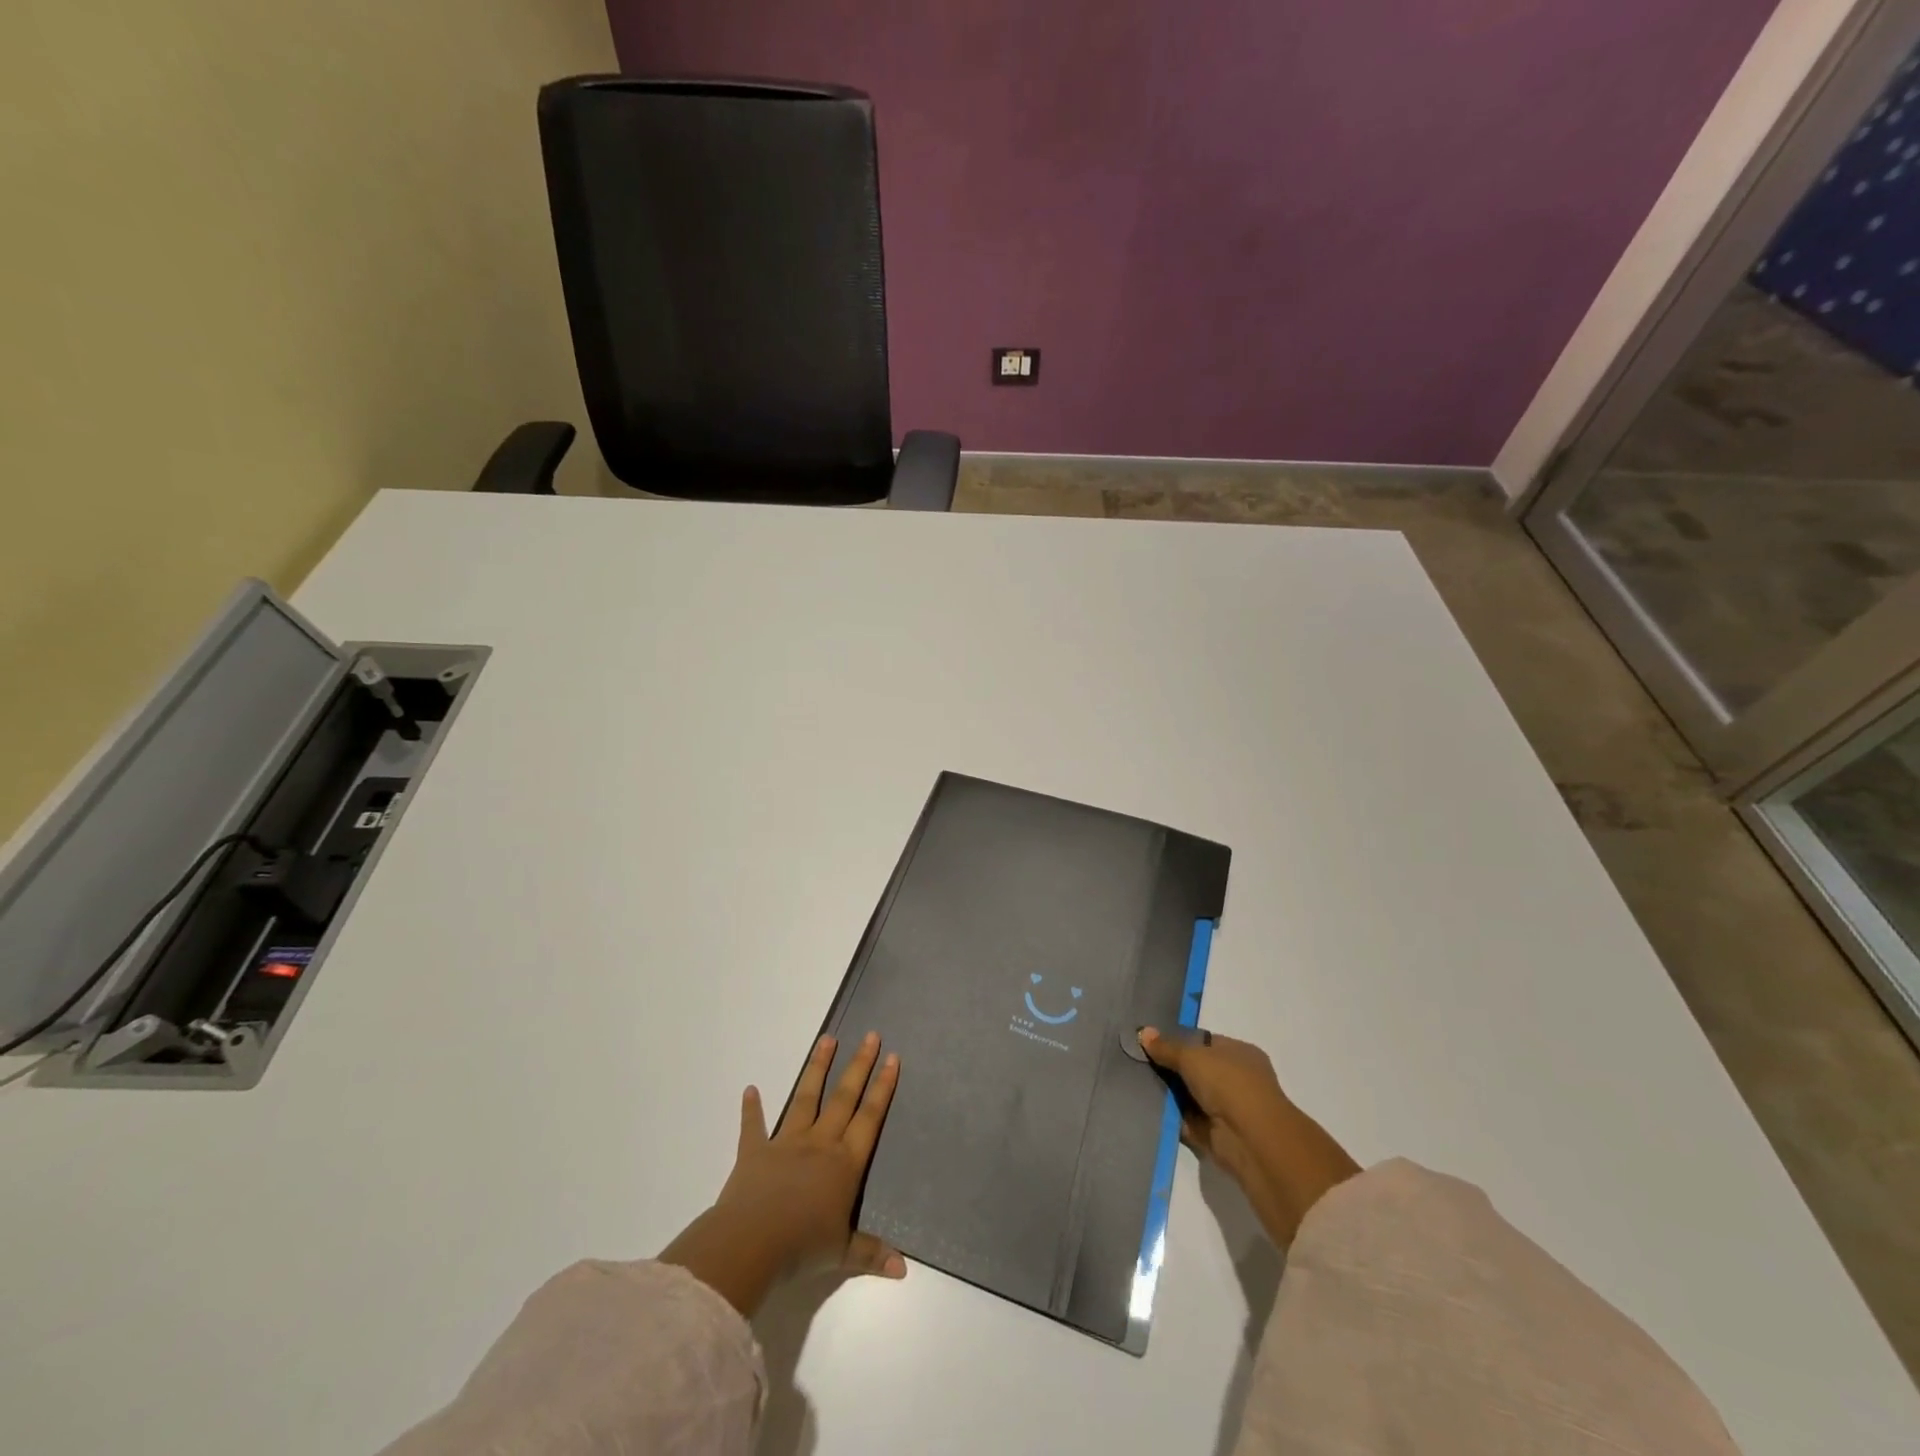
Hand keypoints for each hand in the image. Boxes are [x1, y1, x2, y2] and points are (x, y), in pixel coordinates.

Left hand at [661, 1031, 902, 1314]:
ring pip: (805, 1098)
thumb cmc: (802, 1248)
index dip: (882, 1087)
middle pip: (843, 1097)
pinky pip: (754, 1126)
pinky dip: (751, 1109)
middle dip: (859, 1065)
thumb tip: (904, 1269)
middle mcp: (820, 1143)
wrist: (751, 1243)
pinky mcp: (755, 1152)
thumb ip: (871, 1254)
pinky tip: (750, 1089)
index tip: (892, 1057)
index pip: (869, 1117)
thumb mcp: (843, 1253)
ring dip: (816, 1068)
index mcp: (844, 1163)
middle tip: (870, 1035)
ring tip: (826, 1039)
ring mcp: (786, 1143)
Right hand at [1138, 1027, 1358, 1248]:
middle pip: (1197, 1070)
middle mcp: (1238, 1079)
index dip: (1180, 1041)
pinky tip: (1148, 1109)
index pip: (1205, 1042)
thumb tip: (1143, 1033)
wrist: (1252, 1140)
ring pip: (1191, 1097)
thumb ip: (1167, 1047)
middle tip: (1139, 1063)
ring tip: (1137, 1083)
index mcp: (1240, 1053)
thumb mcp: (1192, 1056)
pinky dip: (1173, 1119)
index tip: (1152, 1042)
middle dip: (1171, 1069)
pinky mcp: (1218, 1136)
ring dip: (1170, 1095)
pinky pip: (1189, 1122)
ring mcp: (1229, 1109)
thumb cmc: (1229, 1085)